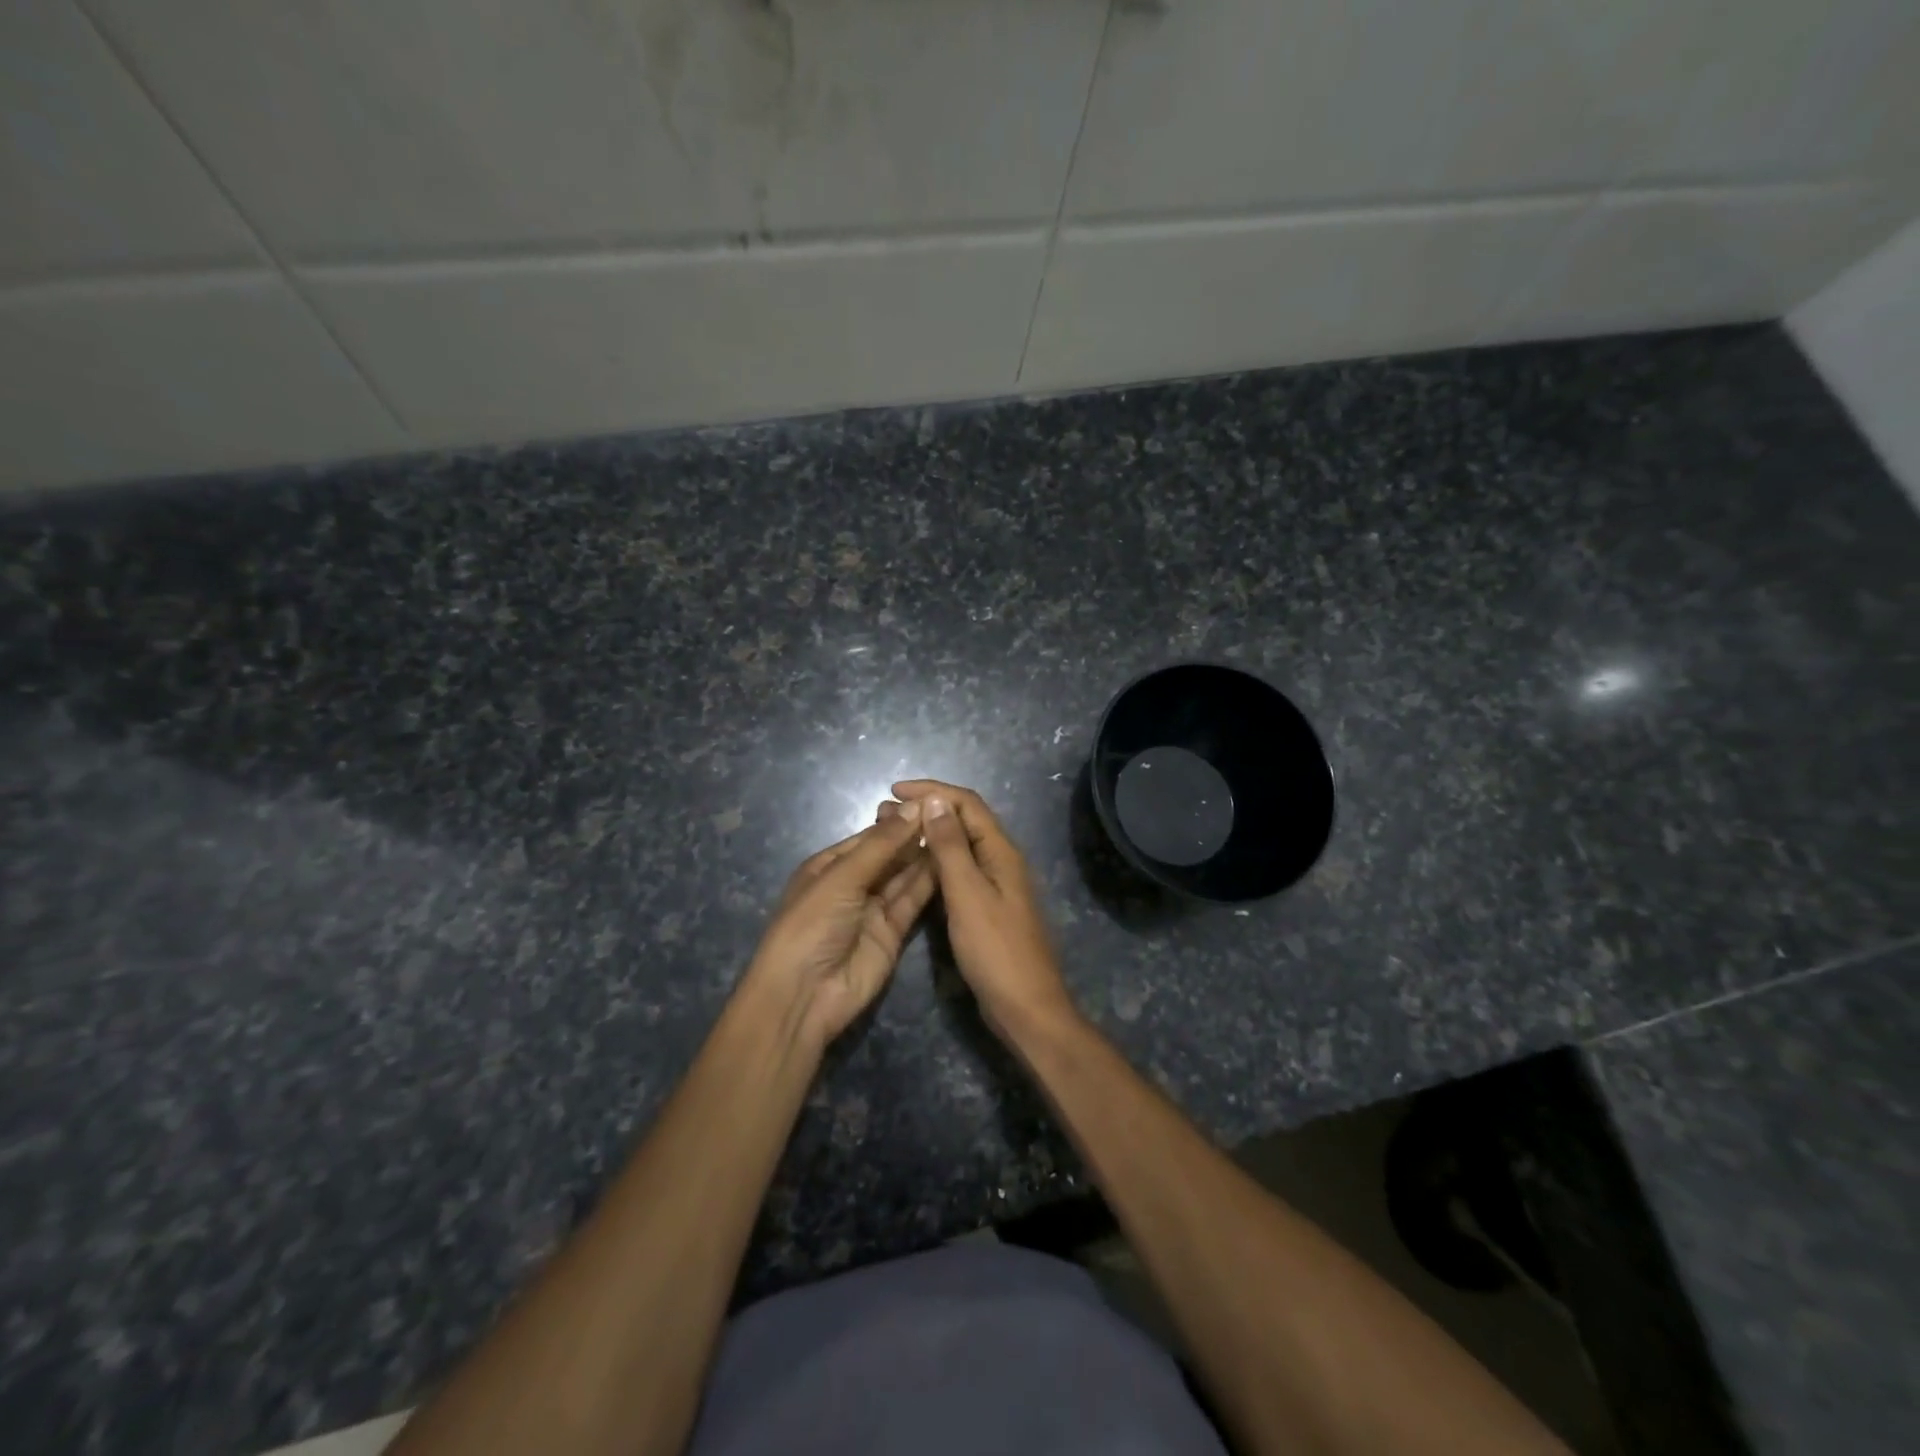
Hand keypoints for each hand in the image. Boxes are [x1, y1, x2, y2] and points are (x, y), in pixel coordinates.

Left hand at [743, 805, 934, 1049]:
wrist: (804, 995)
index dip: (898, 821)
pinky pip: (913, 902)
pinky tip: (952, 862)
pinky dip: (930, 884)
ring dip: (926, 857)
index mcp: (829, 866)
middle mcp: (853, 884)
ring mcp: (873, 909)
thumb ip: (882, 844)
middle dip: (914, 837)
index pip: (870, 837)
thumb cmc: (811, 925)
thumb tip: (915, 806)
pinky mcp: (893, 933)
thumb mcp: (842, 878)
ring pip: (904, 877)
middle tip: (951, 815)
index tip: (932, 802)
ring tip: (958, 832)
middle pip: (890, 855)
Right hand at [890, 780, 1078, 1040]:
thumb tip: (936, 800)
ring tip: (893, 834)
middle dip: (927, 809)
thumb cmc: (996, 950)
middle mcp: (1001, 860)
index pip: (967, 803)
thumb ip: (951, 847)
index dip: (932, 791)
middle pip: (964, 820)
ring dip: (929, 834)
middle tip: (885, 813)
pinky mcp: (989, 907)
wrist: (1026, 1007)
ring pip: (961, 846)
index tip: (894, 791)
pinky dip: (936, 861)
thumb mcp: (968, 894)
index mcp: (1001, 852)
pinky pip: (961, 871)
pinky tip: (915, 869)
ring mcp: (997, 885)